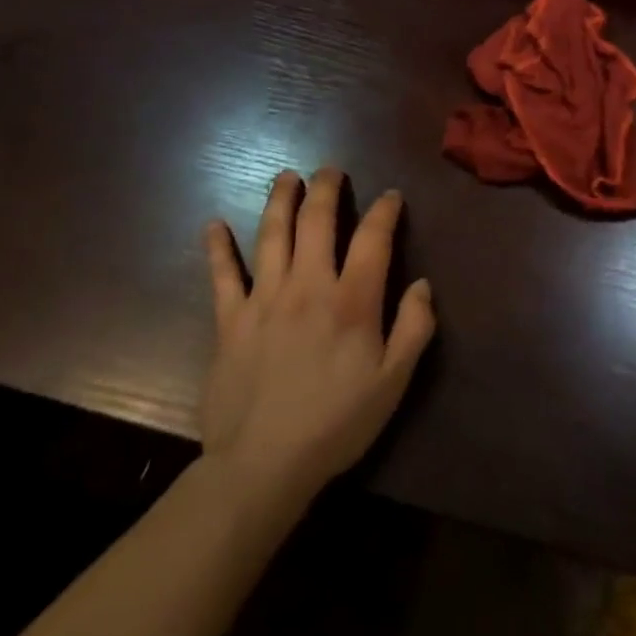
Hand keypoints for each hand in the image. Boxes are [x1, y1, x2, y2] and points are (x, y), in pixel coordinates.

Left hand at [199, 168, 435, 514]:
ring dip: (280, 201)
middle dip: (326, 189)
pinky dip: (218, 248)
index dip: (384, 211)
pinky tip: (214, 225)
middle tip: (330, 170)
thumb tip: (421, 285)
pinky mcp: (230, 321)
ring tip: (286, 177)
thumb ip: (414, 328)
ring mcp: (263, 300)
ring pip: (271, 235)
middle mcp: (308, 287)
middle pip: (317, 223)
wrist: (262, 465)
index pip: (372, 239)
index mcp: (351, 301)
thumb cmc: (336, 422)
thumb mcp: (394, 381)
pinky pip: (222, 276)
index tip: (390, 197)